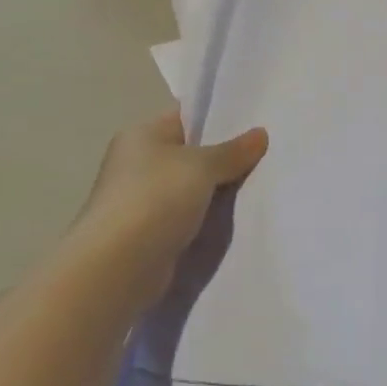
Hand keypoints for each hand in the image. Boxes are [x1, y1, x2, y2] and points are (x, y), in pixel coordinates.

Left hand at [63, 111, 267, 311]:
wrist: (117, 268)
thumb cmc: (155, 200)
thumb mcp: (202, 166)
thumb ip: (233, 151)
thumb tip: (260, 134)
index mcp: (142, 135)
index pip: (186, 117)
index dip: (220, 117)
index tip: (257, 122)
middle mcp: (138, 164)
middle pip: (192, 153)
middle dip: (226, 156)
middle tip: (268, 154)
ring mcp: (143, 201)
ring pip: (193, 188)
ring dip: (220, 191)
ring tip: (262, 184)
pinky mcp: (151, 234)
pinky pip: (190, 217)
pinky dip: (209, 218)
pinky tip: (239, 218)